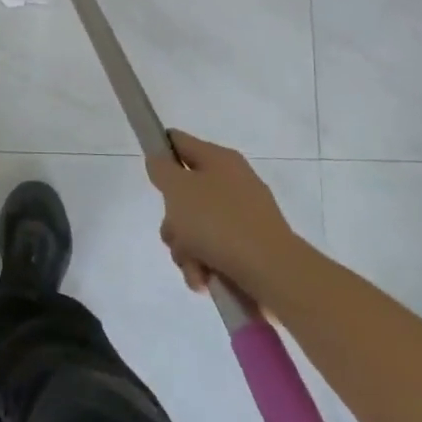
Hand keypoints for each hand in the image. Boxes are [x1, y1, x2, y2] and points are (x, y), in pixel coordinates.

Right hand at [145, 130, 300, 294]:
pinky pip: (212, 250)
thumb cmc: (219, 223)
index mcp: (218, 159)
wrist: (272, 272)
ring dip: (185, 249)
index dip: (159, 151)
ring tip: (194, 266)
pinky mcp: (249, 247)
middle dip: (172, 220)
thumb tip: (160, 163)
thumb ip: (162, 170)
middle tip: (175, 233)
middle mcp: (232, 183)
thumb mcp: (178, 189)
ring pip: (194, 227)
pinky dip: (203, 265)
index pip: (178, 141)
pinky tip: (205, 279)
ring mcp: (243, 216)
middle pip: (183, 194)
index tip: (150, 176)